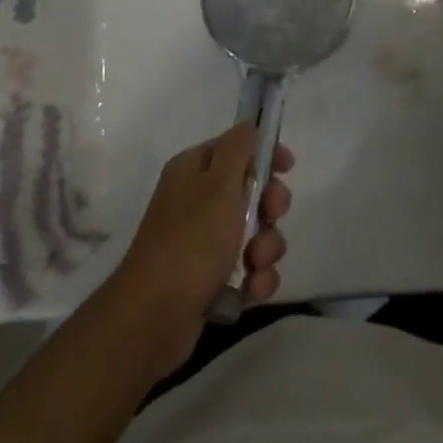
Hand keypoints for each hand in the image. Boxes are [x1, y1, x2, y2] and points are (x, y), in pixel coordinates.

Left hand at [107, 124, 293, 378]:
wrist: (154, 316)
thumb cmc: (191, 240)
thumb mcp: (219, 184)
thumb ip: (239, 148)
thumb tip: (250, 126)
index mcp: (194, 170)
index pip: (237, 147)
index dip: (265, 153)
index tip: (288, 167)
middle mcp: (197, 200)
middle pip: (252, 191)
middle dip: (270, 208)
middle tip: (270, 218)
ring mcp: (203, 241)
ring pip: (256, 234)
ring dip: (266, 249)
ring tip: (254, 265)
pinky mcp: (210, 278)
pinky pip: (249, 269)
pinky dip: (255, 279)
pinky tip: (249, 290)